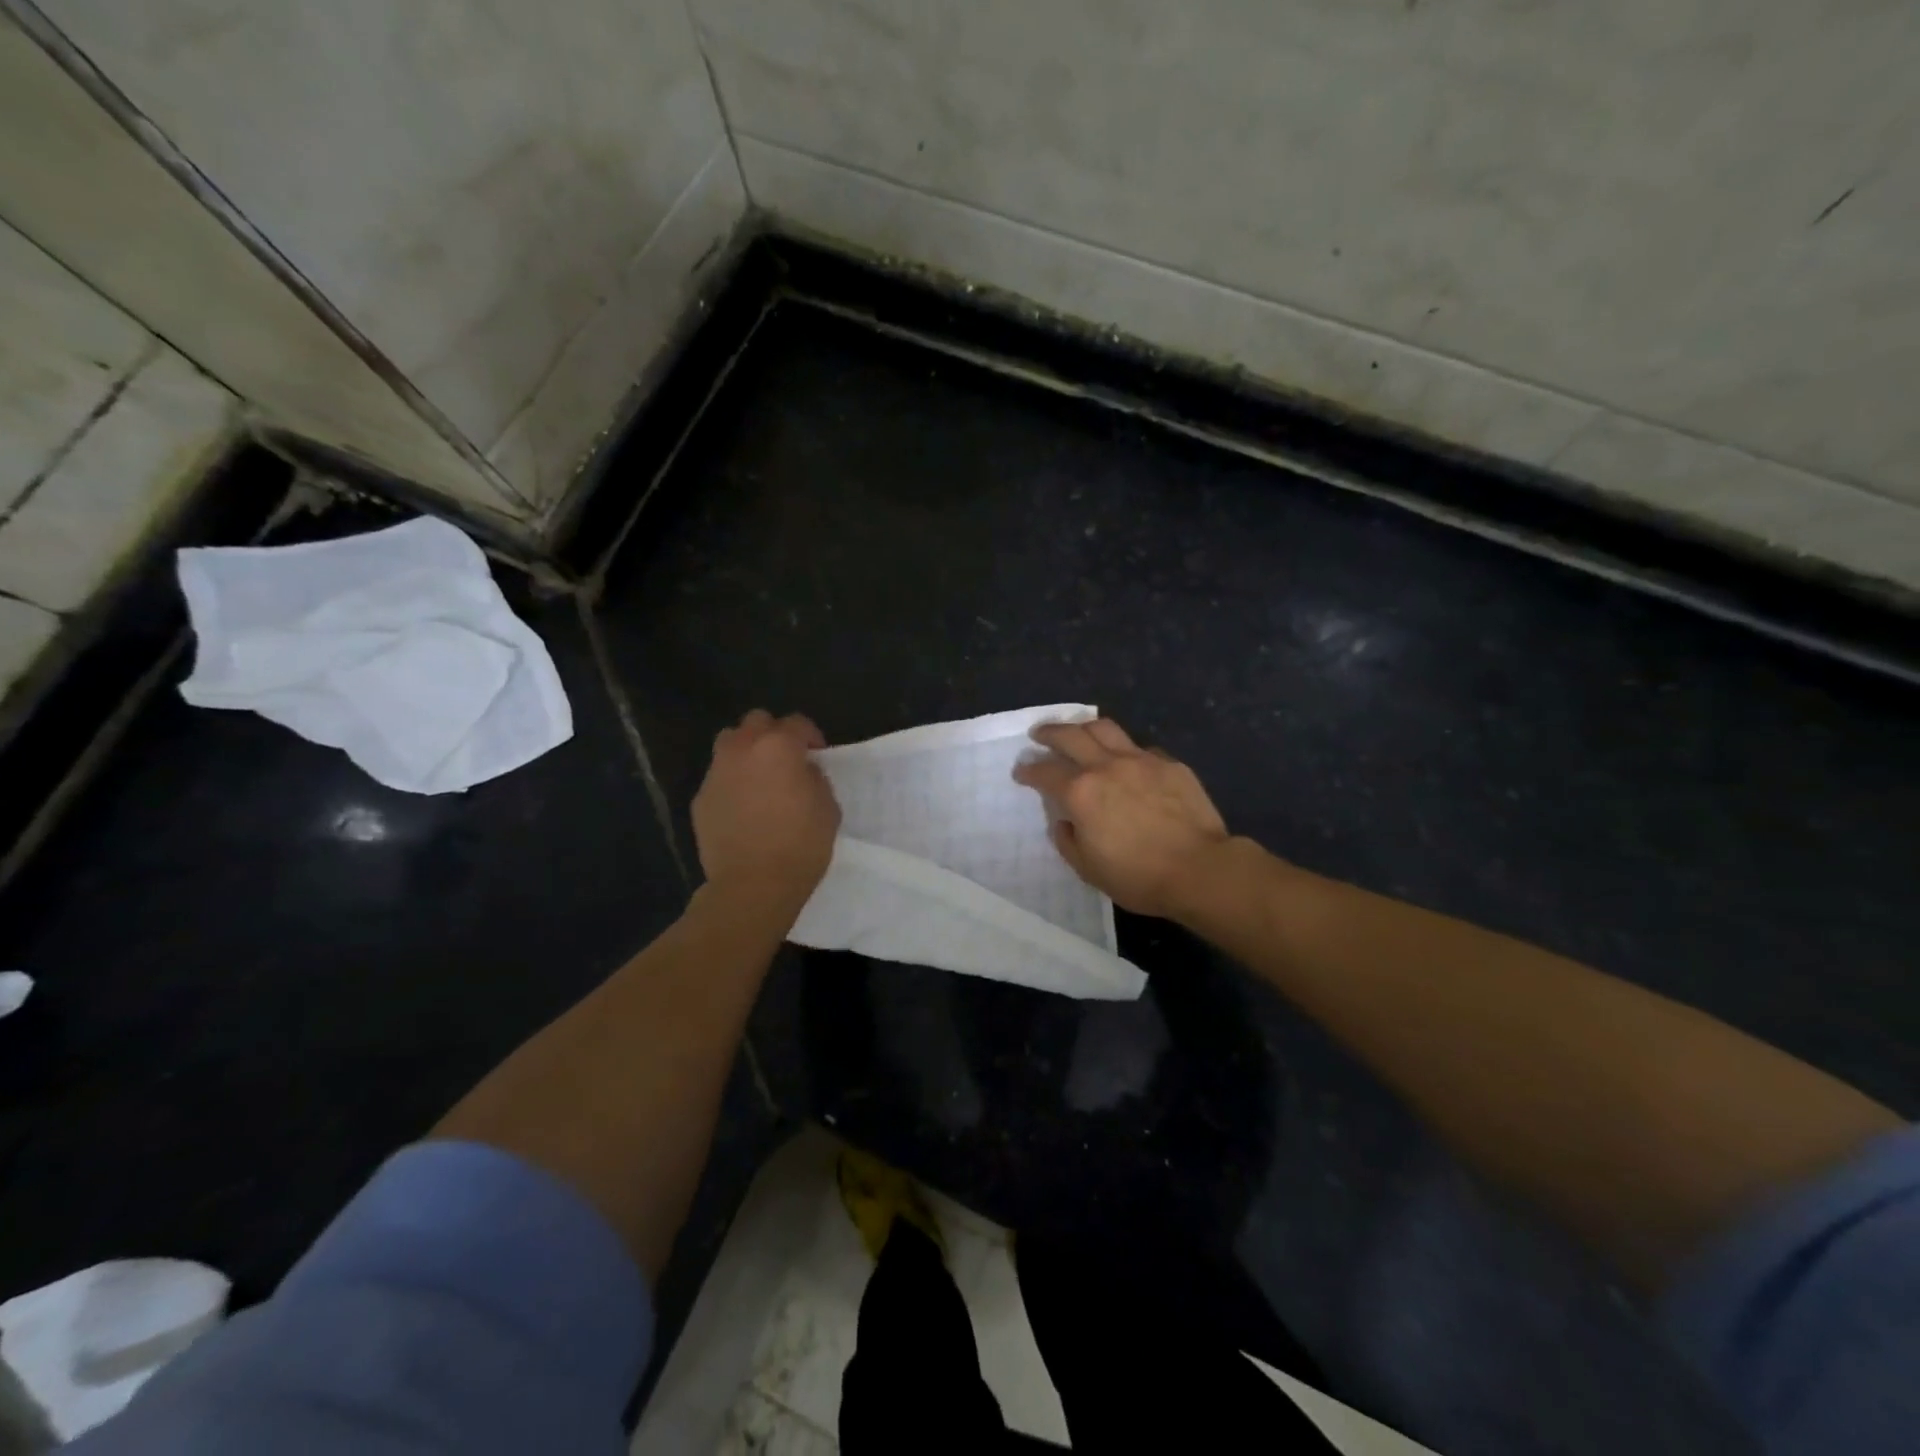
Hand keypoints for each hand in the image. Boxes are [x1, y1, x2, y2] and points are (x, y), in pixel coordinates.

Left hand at [693, 710, 840, 910]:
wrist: (752, 885)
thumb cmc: (801, 845)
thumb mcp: (828, 807)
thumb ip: (815, 778)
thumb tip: (803, 771)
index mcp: (779, 746)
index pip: (797, 723)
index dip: (811, 736)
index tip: (817, 755)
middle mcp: (743, 749)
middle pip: (757, 721)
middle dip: (773, 733)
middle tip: (786, 759)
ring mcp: (717, 772)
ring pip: (729, 742)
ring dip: (746, 751)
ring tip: (759, 777)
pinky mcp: (700, 797)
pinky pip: (718, 777)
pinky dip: (732, 782)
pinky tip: (743, 808)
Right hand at [1012, 718, 1229, 920]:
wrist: (1200, 870)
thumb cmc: (1138, 877)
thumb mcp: (1088, 869)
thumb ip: (1068, 840)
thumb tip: (1065, 821)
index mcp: (1080, 792)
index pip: (1044, 772)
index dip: (1028, 770)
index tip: (1021, 771)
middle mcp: (1106, 766)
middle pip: (1070, 735)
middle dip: (1049, 732)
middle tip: (1040, 734)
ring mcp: (1140, 760)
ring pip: (1105, 728)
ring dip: (1084, 727)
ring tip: (1078, 732)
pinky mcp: (1169, 764)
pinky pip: (1140, 747)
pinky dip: (1124, 750)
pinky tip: (1126, 761)